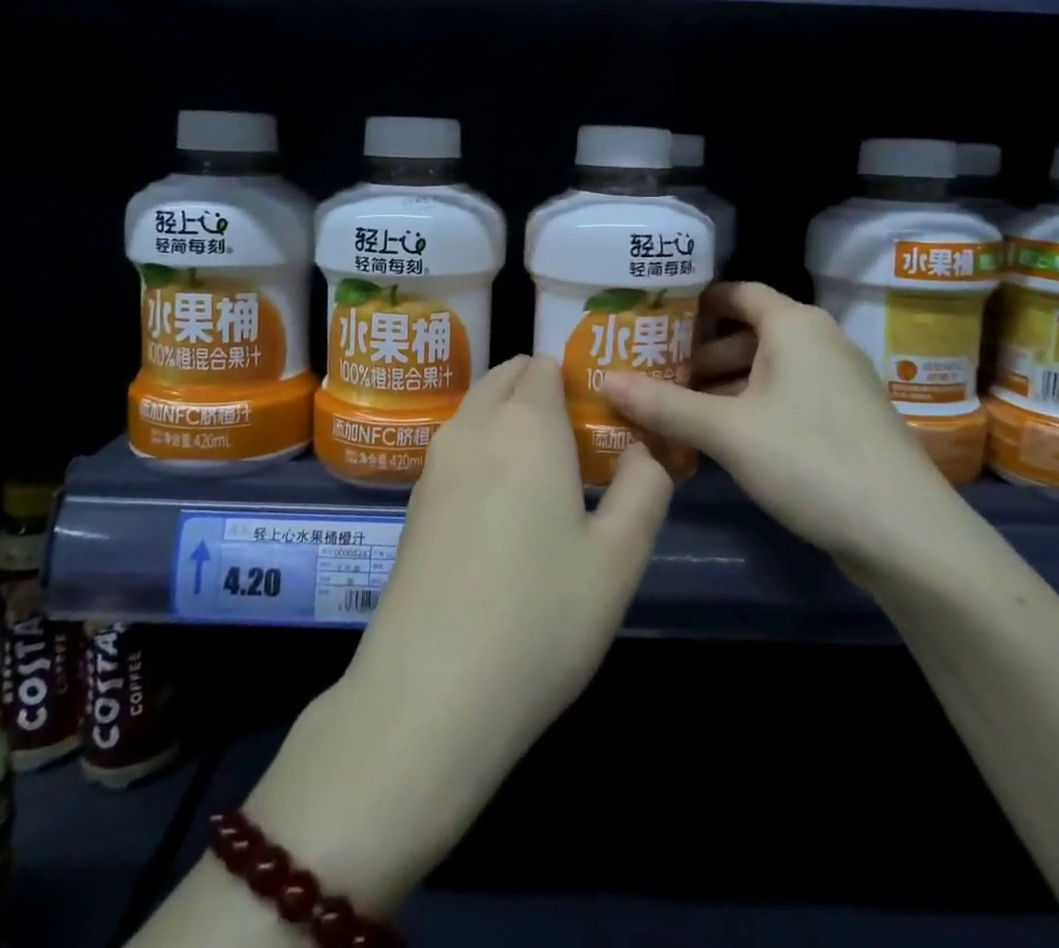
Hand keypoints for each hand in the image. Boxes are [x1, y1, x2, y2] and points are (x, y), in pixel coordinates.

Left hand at [356, 352, 671, 765]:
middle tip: (580, 439)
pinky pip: (456, 449)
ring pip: (477, 411)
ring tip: (548, 472)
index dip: (577, 378)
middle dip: (541, 390)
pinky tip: (503, 507)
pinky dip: (483, 450)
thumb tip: (642, 452)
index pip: (546, 366)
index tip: (604, 414)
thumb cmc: (540, 617)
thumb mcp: (619, 558)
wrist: (428, 692)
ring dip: (509, 419)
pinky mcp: (413, 503)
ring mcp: (434, 464)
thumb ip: (644, 488)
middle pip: (506, 378)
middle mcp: (474, 427)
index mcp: (526, 424)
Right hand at [601, 282, 964, 574]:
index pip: (737, 292)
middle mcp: (819, 342)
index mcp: (795, 325)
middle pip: (748, 332)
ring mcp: (837, 383)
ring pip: (766, 369)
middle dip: (699, 353)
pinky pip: (784, 397)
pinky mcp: (844, 420)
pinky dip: (749, 407)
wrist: (906, 534)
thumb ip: (664, 404)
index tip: (652, 320)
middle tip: (651, 372)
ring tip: (675, 409)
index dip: (694, 303)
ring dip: (722, 385)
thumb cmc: (810, 460)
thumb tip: (604, 380)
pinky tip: (719, 438)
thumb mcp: (727, 431)